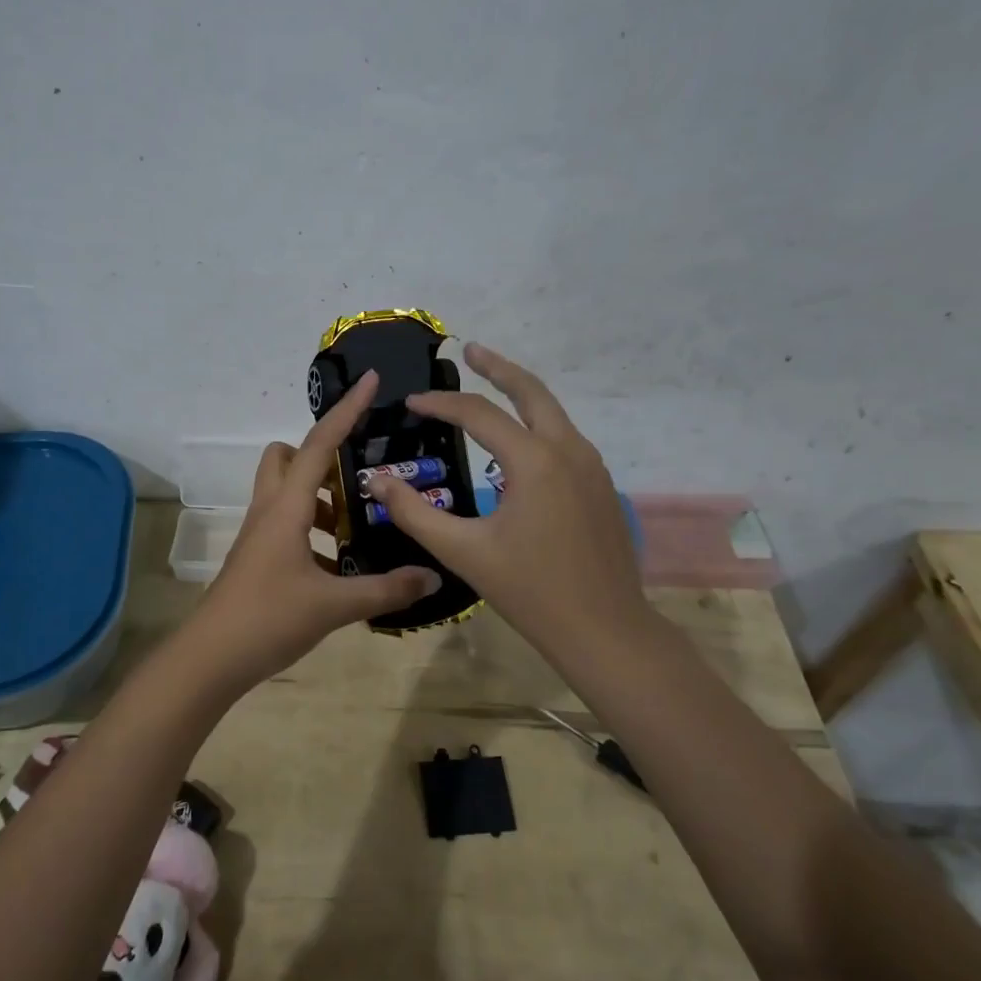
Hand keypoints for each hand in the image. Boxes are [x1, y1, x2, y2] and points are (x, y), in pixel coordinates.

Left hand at [181, 371, 441, 690]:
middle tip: (357, 477)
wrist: (211, 658)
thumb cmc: (268, 619)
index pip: (320, 444)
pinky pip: (285, 524)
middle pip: (286, 457)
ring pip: (285, 492)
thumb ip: (385, 589)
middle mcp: (269, 510)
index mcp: (286, 507)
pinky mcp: (257, 557)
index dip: (347, 410)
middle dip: (320, 454)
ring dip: (319, 497)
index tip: (371, 380)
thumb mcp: (334, 605)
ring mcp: (259, 534)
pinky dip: (311, 530)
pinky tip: (338, 564)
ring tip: (357, 526)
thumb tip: (431, 576)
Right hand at [360, 344, 653, 670]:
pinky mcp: (600, 486)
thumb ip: (414, 513)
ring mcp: (592, 467)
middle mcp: (568, 451)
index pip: (479, 414)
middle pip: (532, 391)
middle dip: (498, 367)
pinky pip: (564, 439)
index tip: (410, 403)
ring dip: (521, 394)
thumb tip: (376, 481)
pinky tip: (519, 443)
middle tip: (470, 351)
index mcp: (535, 461)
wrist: (605, 630)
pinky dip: (537, 424)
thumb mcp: (463, 552)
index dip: (440, 404)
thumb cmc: (530, 591)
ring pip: (554, 413)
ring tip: (492, 387)